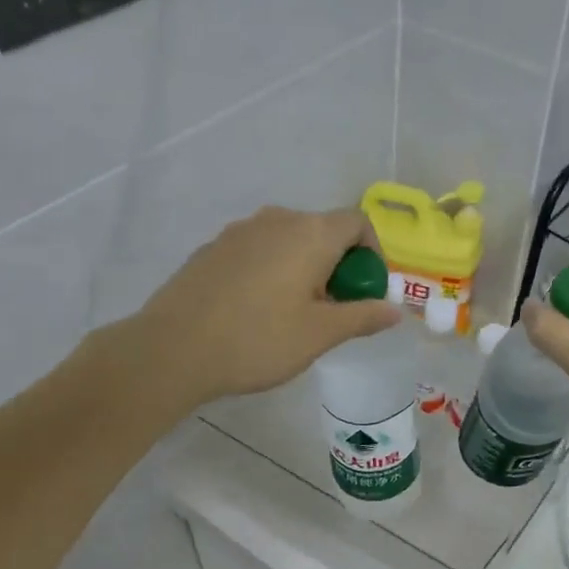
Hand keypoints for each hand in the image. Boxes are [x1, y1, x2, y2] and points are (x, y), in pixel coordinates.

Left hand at [133, 205, 400, 407]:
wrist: (173, 349)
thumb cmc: (258, 340)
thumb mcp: (320, 334)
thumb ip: (362, 316)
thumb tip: (395, 310)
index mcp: (309, 233)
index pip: (357, 223)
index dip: (373, 255)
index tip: (366, 293)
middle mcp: (275, 220)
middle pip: (322, 231)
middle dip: (338, 266)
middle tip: (333, 312)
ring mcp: (238, 231)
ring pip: (288, 242)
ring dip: (304, 270)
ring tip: (295, 315)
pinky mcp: (212, 249)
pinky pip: (257, 252)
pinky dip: (272, 272)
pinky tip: (256, 312)